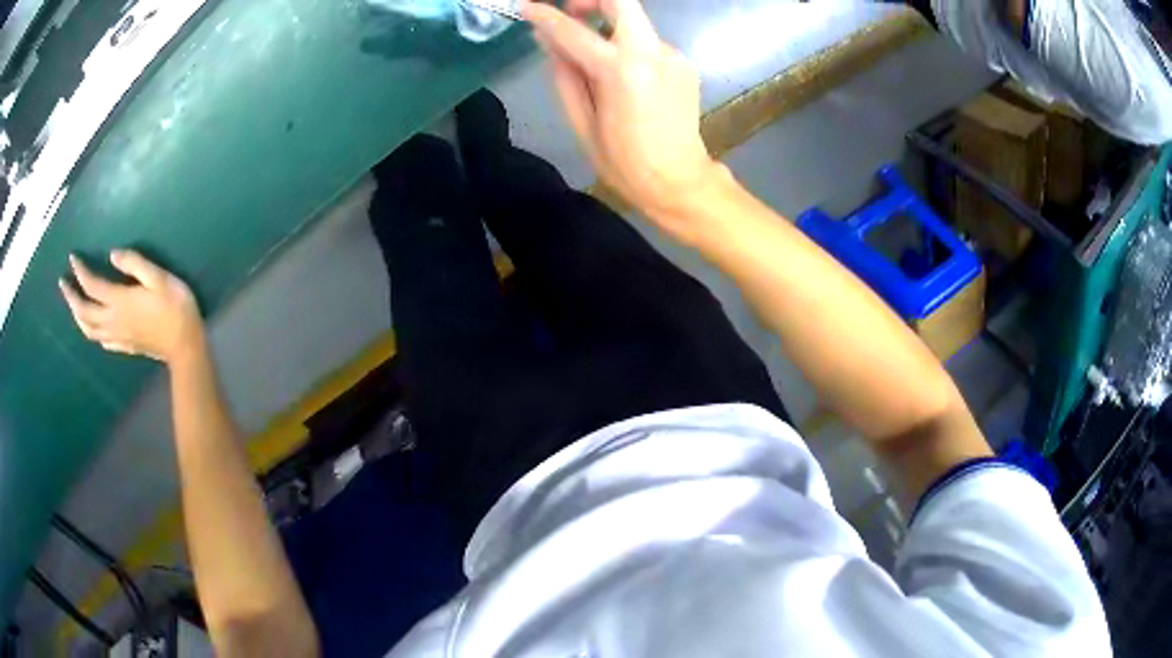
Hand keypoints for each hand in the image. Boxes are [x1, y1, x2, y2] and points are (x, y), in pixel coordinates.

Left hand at [59, 250, 203, 363]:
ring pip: (88, 329)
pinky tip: (91, 327)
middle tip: (63, 283)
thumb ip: (135, 264)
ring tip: (72, 304)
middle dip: (71, 296)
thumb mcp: (159, 277)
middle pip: (84, 311)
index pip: (92, 285)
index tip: (72, 257)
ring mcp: (117, 336)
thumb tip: (112, 255)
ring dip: (77, 316)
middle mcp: (113, 320)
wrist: (185, 345)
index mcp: (119, 300)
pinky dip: (91, 332)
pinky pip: (101, 341)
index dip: (80, 271)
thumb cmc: (175, 306)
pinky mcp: (124, 345)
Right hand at [523, 0, 723, 235]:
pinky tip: (620, 76)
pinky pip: (647, 43)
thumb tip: (548, 41)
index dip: (545, 16)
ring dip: (608, 27)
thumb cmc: (625, 163)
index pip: (573, 31)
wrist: (681, 182)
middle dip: (590, 0)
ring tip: (591, 57)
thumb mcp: (582, 123)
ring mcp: (673, 56)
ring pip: (634, 23)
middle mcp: (652, 53)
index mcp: (622, 72)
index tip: (526, 7)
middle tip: (569, 13)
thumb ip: (564, 76)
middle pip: (621, 2)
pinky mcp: (684, 64)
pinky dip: (627, 47)